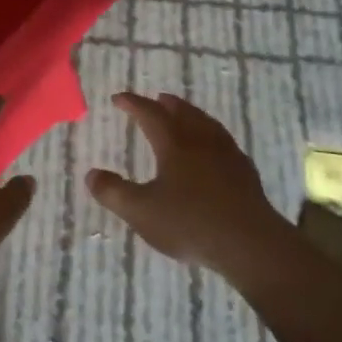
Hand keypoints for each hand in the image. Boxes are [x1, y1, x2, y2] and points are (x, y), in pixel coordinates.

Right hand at [86, 92, 287, 273]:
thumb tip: (91, 174)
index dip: (133, 104)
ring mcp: (227, 154)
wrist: (249, 243)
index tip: (118, 98)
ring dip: (192, 114)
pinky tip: (216, 148)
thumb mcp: (142, 212)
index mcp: (174, 144)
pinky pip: (225, 142)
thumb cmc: (190, 223)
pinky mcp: (245, 172)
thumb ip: (114, 193)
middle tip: (157, 98)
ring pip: (207, 124)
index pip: (150, 114)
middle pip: (183, 113)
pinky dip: (213, 135)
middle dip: (166, 104)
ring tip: (186, 115)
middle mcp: (201, 141)